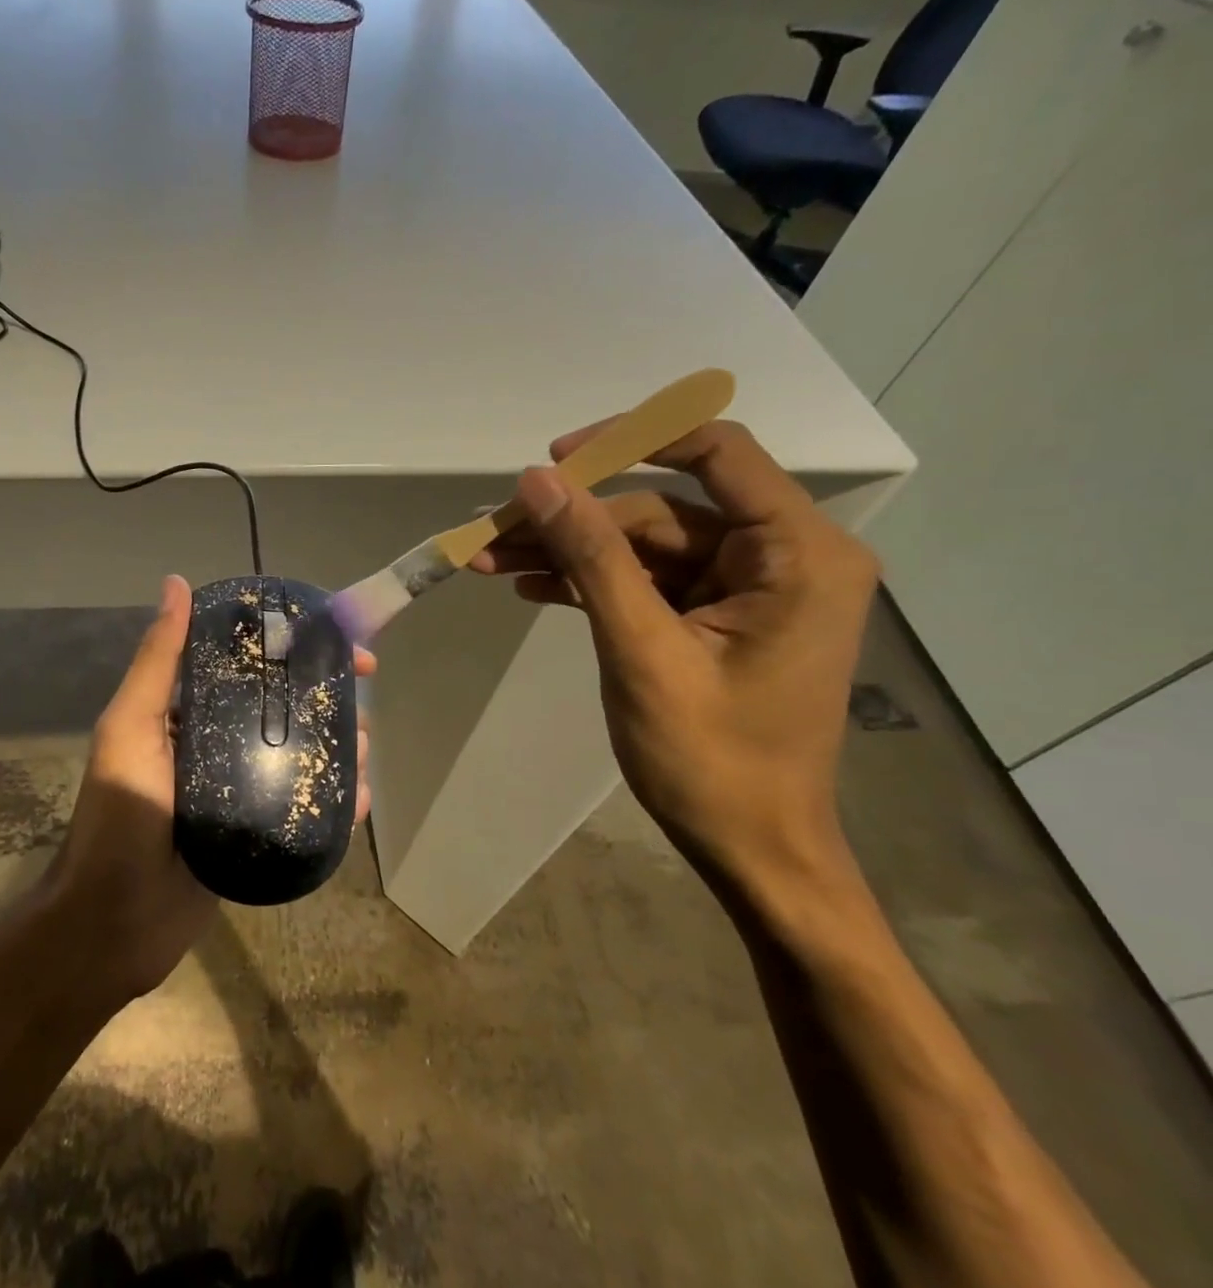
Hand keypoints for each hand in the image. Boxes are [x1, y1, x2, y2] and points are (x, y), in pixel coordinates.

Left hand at [46, 574, 375, 1002]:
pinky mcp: (258, 834)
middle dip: (327, 705)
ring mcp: (241, 792)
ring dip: (339, 751)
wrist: (114, 923)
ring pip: (302, 758)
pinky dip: (334, 801)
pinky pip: (303, 808)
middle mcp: (218, 745)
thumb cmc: (119, 817)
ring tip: (363, 757)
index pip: (251, 668)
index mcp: (190, 714)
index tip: (340, 650)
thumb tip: (176, 583)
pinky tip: (359, 803)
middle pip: (285, 712)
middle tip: (359, 710)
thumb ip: (158, 662)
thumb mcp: (131, 728)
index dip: (297, 653)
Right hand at [470, 421, 876, 900]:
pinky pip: (646, 582)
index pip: (716, 452)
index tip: (553, 462)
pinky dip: (591, 584)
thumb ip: (592, 557)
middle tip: (490, 537)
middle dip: (572, 522)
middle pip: (660, 509)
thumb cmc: (710, 759)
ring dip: (568, 554)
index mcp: (798, 554)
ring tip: (490, 564)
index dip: (631, 440)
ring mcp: (745, 589)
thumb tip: (537, 482)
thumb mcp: (641, 651)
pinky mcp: (714, 617)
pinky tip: (530, 588)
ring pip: (642, 546)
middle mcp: (782, 556)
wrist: (751, 847)